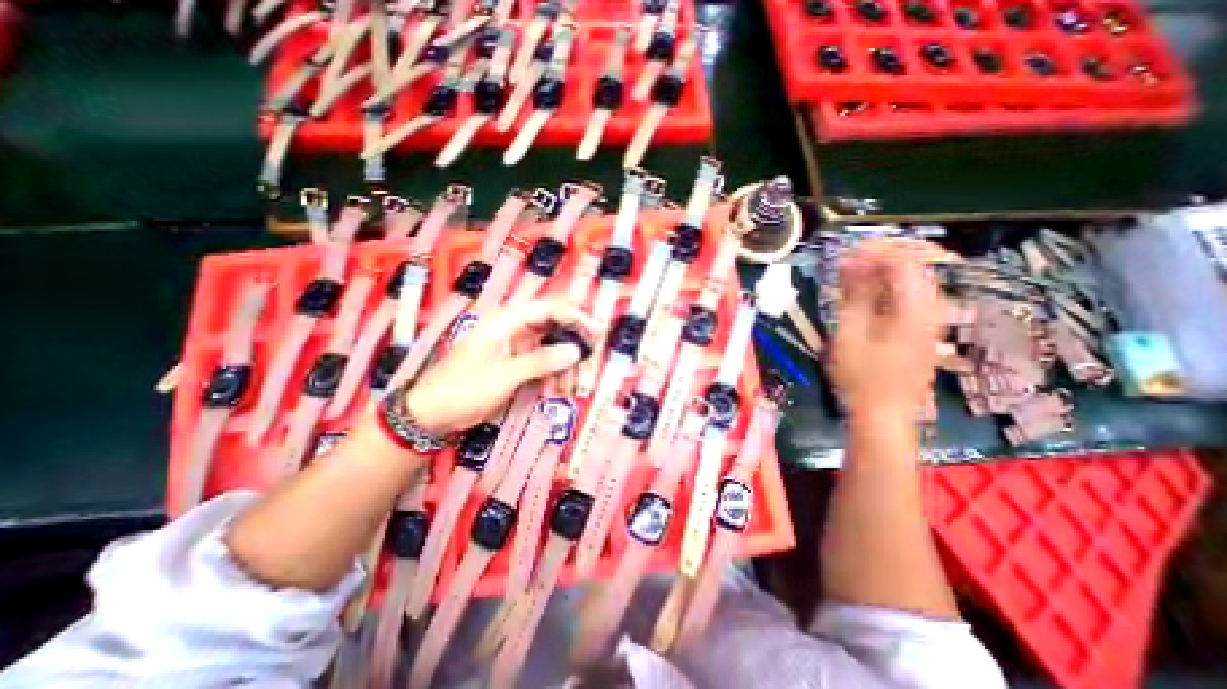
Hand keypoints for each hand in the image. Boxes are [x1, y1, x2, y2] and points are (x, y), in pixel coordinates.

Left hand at [400, 297, 597, 435]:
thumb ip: (541, 361)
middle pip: (553, 326)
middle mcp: (513, 328)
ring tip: (570, 385)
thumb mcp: (504, 375)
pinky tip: (555, 390)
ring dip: (563, 365)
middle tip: (590, 360)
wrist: (431, 413)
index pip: (549, 308)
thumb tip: (575, 350)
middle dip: (573, 343)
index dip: (575, 317)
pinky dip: (551, 374)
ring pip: (550, 346)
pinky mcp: (514, 362)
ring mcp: (514, 346)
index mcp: (506, 321)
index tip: (596, 333)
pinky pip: (541, 362)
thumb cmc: (463, 388)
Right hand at [828, 238, 951, 418]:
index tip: (847, 251)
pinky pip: (910, 296)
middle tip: (849, 260)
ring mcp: (931, 320)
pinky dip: (888, 288)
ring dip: (883, 272)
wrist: (884, 413)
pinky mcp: (923, 329)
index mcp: (916, 309)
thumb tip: (849, 262)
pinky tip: (867, 294)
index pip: (904, 261)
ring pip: (912, 280)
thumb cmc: (862, 376)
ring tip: (854, 274)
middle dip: (880, 258)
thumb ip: (853, 294)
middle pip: (914, 266)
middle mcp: (932, 309)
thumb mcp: (850, 333)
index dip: (875, 251)